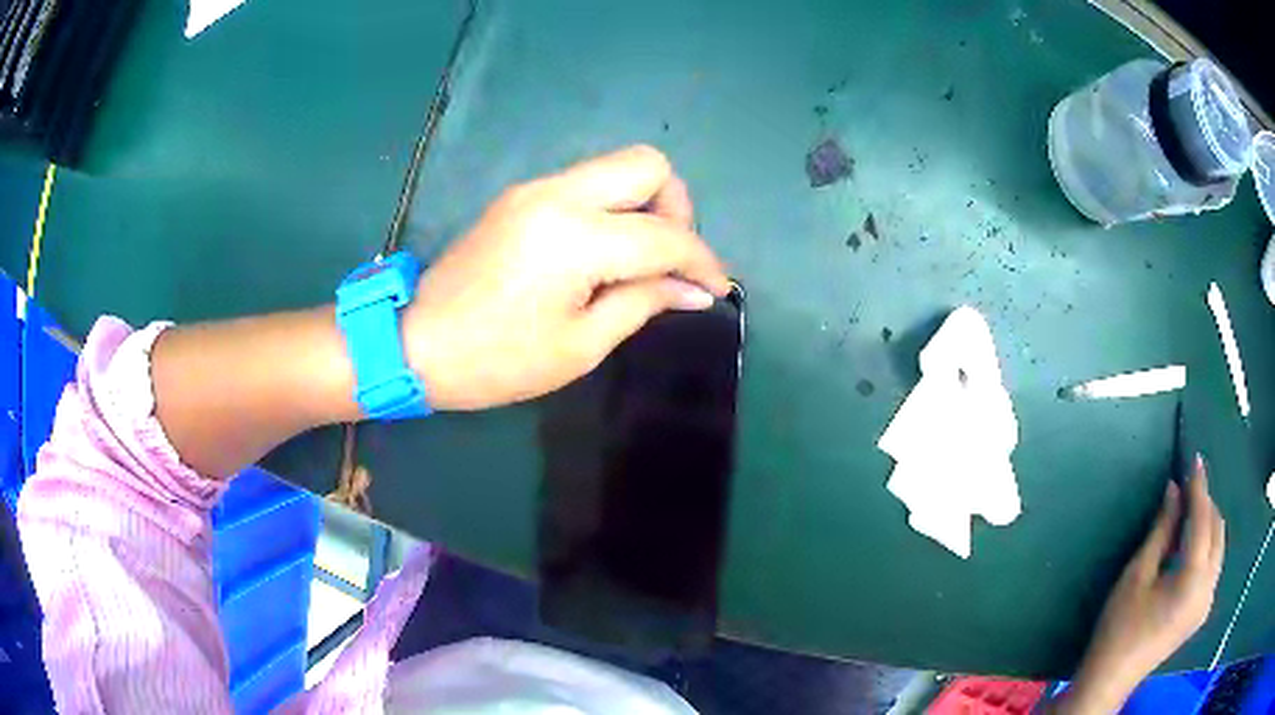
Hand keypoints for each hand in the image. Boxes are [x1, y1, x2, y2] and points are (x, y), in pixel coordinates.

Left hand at [403, 145, 730, 409]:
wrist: (415, 344)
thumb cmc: (497, 360)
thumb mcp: (579, 345)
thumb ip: (643, 303)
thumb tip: (693, 290)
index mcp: (574, 238)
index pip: (665, 235)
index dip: (702, 262)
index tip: (715, 289)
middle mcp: (558, 195)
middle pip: (648, 165)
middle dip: (677, 208)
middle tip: (670, 260)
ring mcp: (535, 189)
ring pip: (617, 168)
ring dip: (645, 206)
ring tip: (640, 262)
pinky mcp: (521, 197)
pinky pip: (587, 185)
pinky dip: (612, 210)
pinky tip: (605, 254)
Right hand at [1058, 455, 1224, 713]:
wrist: (1110, 679)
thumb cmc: (1118, 628)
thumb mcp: (1137, 575)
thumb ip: (1162, 530)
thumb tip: (1174, 490)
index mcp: (1193, 580)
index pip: (1203, 520)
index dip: (1199, 487)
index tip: (1195, 459)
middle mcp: (1208, 588)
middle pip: (1217, 531)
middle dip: (1206, 506)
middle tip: (1188, 490)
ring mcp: (1207, 602)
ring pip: (1218, 548)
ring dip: (1208, 526)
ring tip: (1190, 514)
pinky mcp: (1201, 612)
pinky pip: (1213, 567)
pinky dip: (1206, 548)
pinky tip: (1191, 547)